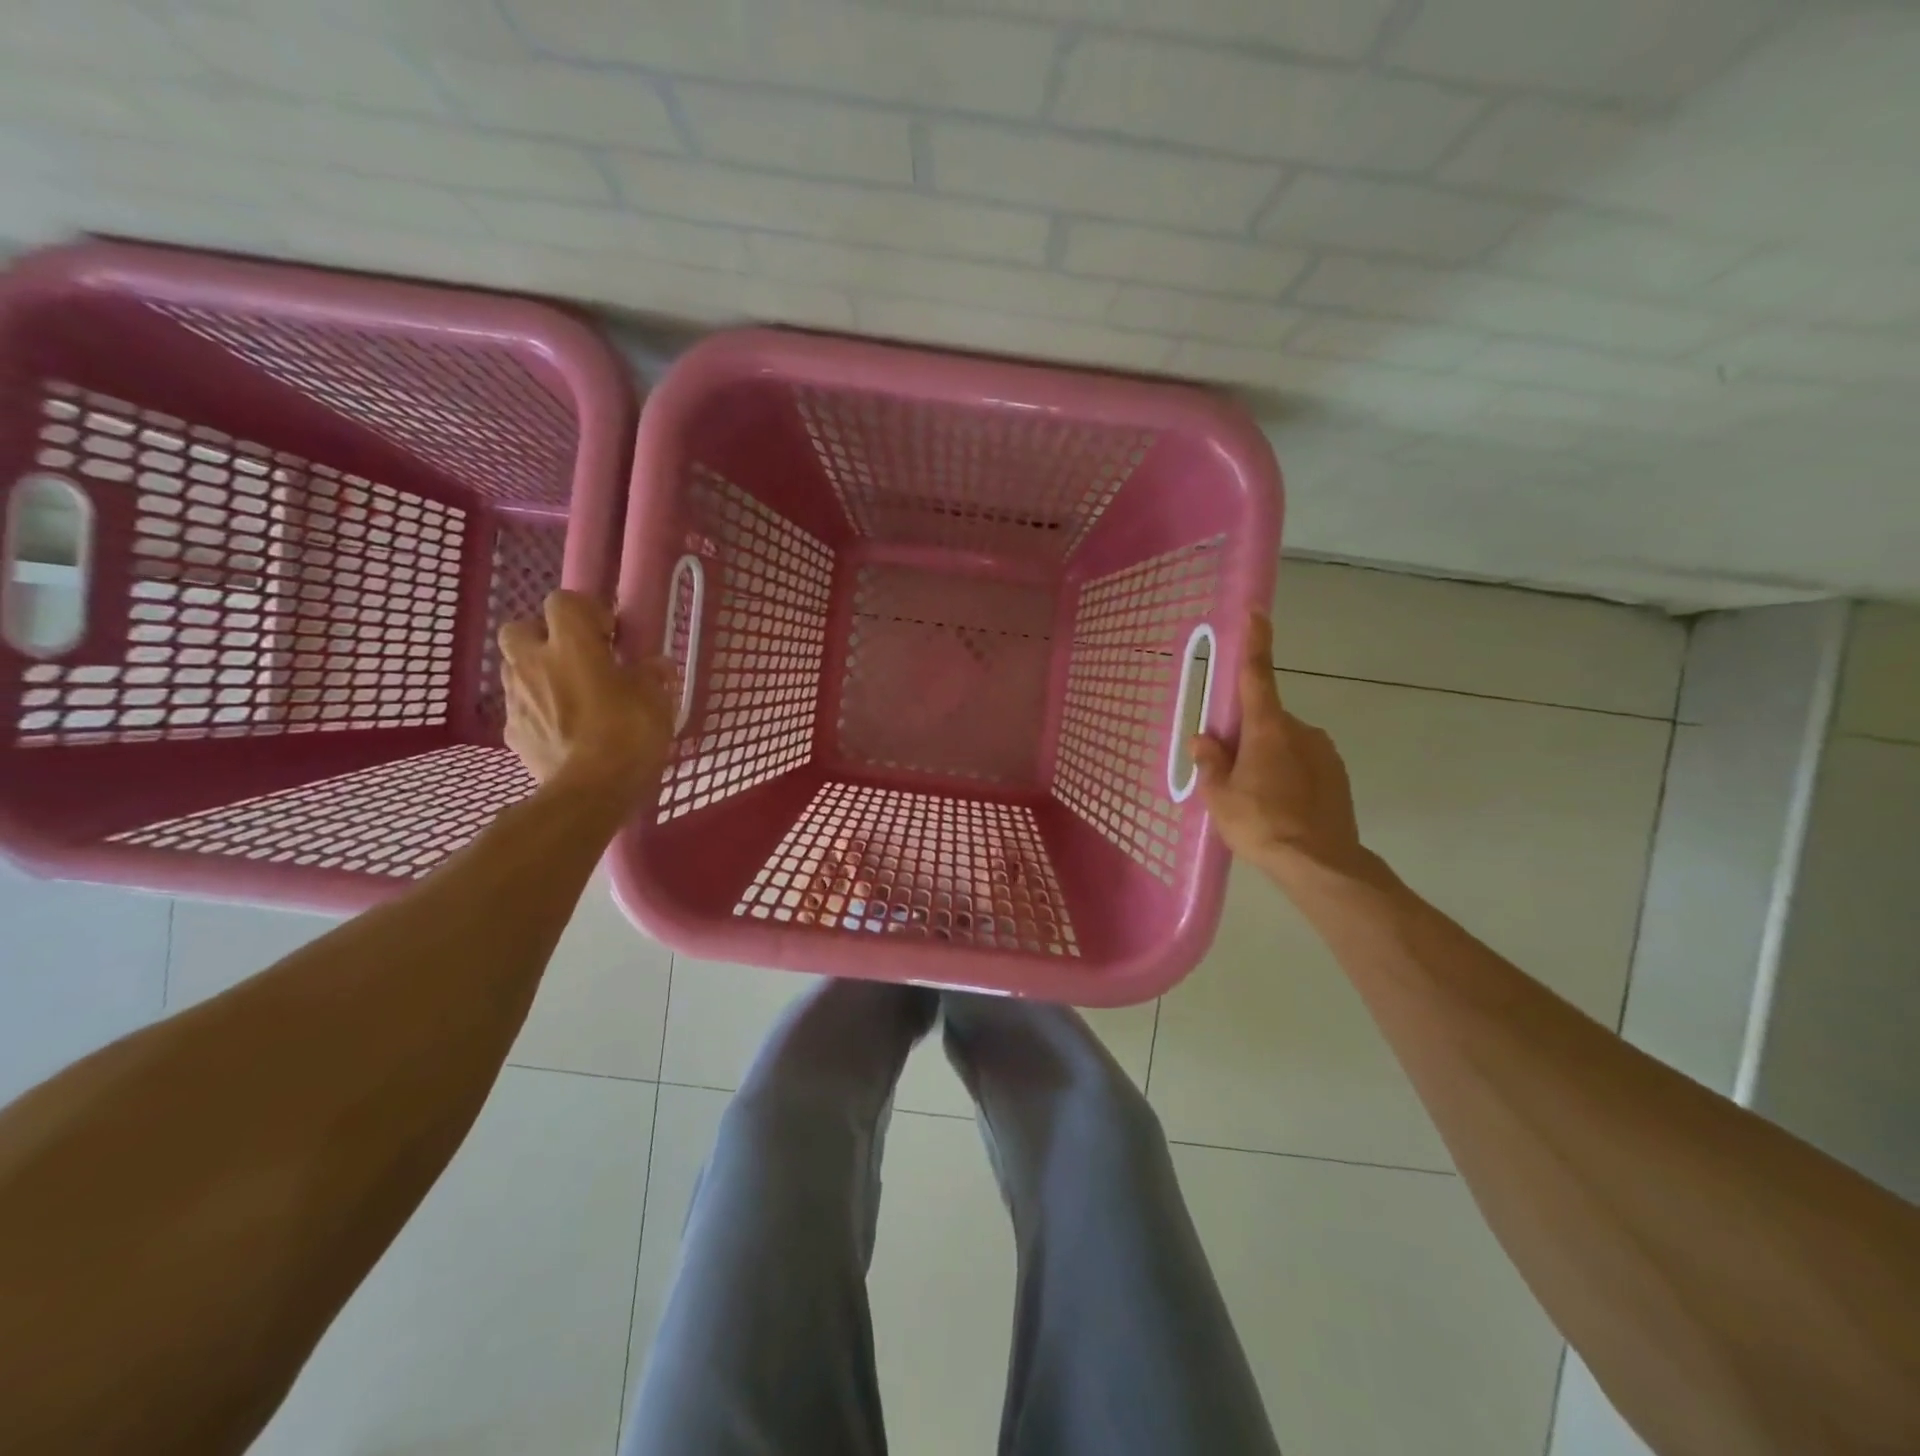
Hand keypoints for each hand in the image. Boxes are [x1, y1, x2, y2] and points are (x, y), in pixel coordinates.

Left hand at [499, 590, 674, 799]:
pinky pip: (522, 708)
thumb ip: (652, 675)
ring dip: (540, 673)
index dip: (587, 611)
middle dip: (546, 637)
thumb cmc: (627, 735)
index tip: (611, 634)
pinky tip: (564, 729)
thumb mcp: (656, 700)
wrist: (589, 792)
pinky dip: (539, 711)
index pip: (563, 601)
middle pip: (521, 628)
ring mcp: (516, 699)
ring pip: (516, 668)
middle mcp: (534, 663)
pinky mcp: (512, 732)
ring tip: (572, 695)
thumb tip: (655, 666)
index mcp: (571, 645)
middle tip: (578, 658)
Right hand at [1192, 613, 1367, 878]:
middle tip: (1229, 772)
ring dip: (1268, 758)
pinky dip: (1288, 775)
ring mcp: (1324, 752)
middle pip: (1266, 719)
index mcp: (1268, 729)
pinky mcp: (1338, 775)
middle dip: (1246, 736)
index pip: (1258, 675)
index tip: (1256, 612)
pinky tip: (1280, 808)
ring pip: (1285, 744)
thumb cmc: (1261, 824)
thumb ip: (1211, 762)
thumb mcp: (1220, 796)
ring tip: (1256, 800)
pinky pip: (1303, 763)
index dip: (1256, 641)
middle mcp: (1301, 730)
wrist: (1321, 864)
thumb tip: (1204, 740)